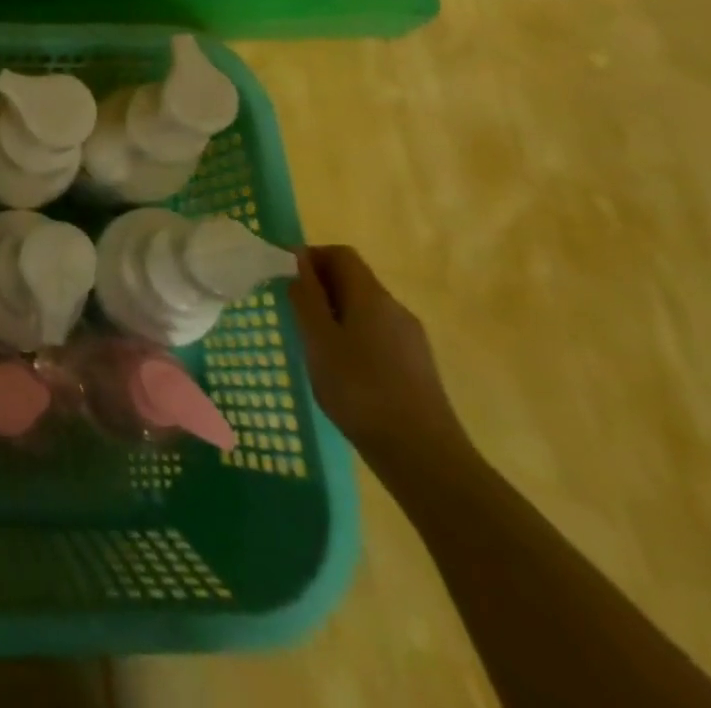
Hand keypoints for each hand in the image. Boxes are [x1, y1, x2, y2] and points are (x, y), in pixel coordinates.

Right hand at [289, 245, 470, 471]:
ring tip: (314, 345)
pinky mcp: (417, 366)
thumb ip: (306, 297)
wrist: (424, 456)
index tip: (285, 278)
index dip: (310, 257)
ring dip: (336, 314)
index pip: (340, 254)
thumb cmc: (360, 390)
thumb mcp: (318, 340)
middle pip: (354, 280)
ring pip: (365, 309)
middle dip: (320, 287)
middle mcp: (395, 308)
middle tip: (294, 313)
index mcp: (371, 296)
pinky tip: (343, 371)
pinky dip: (354, 337)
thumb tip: (298, 261)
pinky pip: (378, 334)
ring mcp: (411, 338)